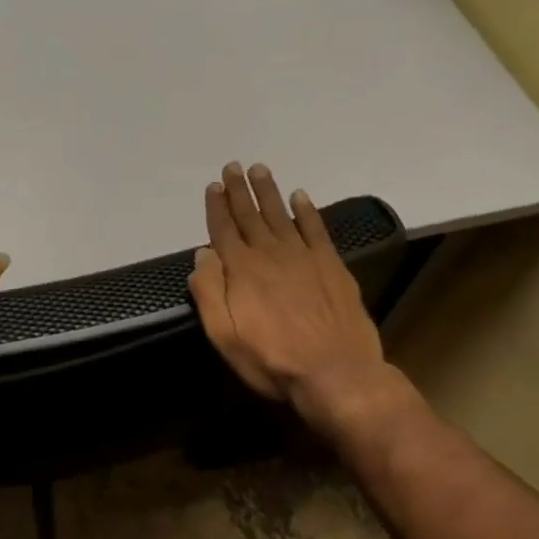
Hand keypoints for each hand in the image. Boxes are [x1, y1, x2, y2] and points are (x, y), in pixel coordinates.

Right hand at [188, 162, 408, 437]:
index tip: (213, 186)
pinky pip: (316, 229)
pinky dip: (307, 211)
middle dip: (239, 191)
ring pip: (281, 215)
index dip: (216, 207)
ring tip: (260, 170)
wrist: (335, 372)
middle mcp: (270, 254)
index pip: (223, 230)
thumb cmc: (271, 359)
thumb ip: (209, 292)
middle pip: (251, 215)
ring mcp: (303, 257)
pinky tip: (300, 196)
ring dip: (269, 192)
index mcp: (241, 270)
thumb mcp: (224, 335)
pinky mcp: (330, 265)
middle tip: (233, 166)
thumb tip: (203, 254)